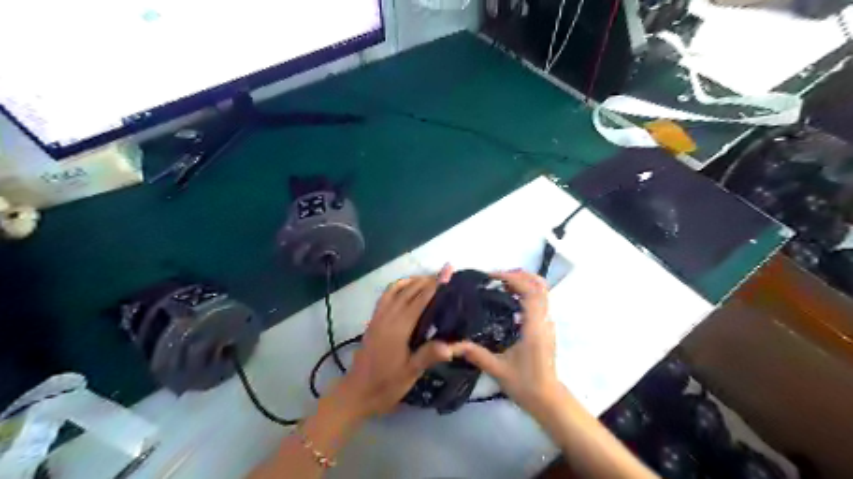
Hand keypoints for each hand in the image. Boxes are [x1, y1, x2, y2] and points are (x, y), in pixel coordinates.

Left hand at [330, 265, 456, 419]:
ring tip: (429, 280)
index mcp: (398, 328)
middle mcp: (387, 317)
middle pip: (409, 290)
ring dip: (412, 281)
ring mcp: (378, 317)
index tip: (448, 271)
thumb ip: (428, 356)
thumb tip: (452, 346)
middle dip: (427, 280)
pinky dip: (398, 286)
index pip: (420, 300)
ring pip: (396, 289)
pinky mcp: (373, 320)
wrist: (356, 392)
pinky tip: (407, 289)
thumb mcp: (409, 374)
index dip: (435, 285)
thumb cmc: (385, 385)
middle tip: (445, 275)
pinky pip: (386, 296)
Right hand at [448, 271, 563, 413]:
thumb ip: (476, 354)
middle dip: (519, 275)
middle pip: (540, 286)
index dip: (514, 279)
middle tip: (496, 277)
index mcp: (534, 328)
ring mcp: (547, 323)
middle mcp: (544, 321)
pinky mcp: (546, 327)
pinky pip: (540, 300)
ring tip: (500, 284)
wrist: (548, 399)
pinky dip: (526, 291)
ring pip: (542, 292)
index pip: (531, 292)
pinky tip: (508, 299)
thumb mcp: (498, 370)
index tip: (493, 277)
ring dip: (523, 282)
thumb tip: (451, 345)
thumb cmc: (525, 384)